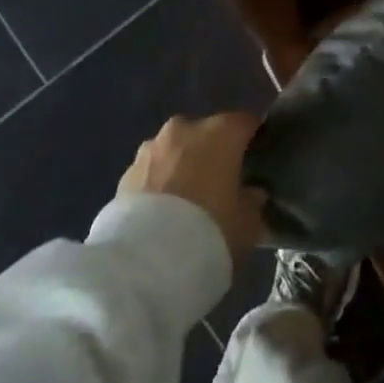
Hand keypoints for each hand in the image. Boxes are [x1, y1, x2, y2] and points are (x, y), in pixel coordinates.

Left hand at [117, 112, 266, 262]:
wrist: (146, 260)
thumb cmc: (209, 232)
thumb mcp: (247, 225)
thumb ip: (252, 202)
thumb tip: (251, 192)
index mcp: (220, 133)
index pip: (245, 122)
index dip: (253, 137)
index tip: (257, 157)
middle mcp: (185, 128)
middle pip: (206, 133)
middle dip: (213, 152)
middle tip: (220, 183)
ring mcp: (151, 147)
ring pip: (176, 149)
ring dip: (183, 165)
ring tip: (187, 199)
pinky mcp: (126, 170)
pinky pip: (153, 170)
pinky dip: (160, 182)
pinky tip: (162, 212)